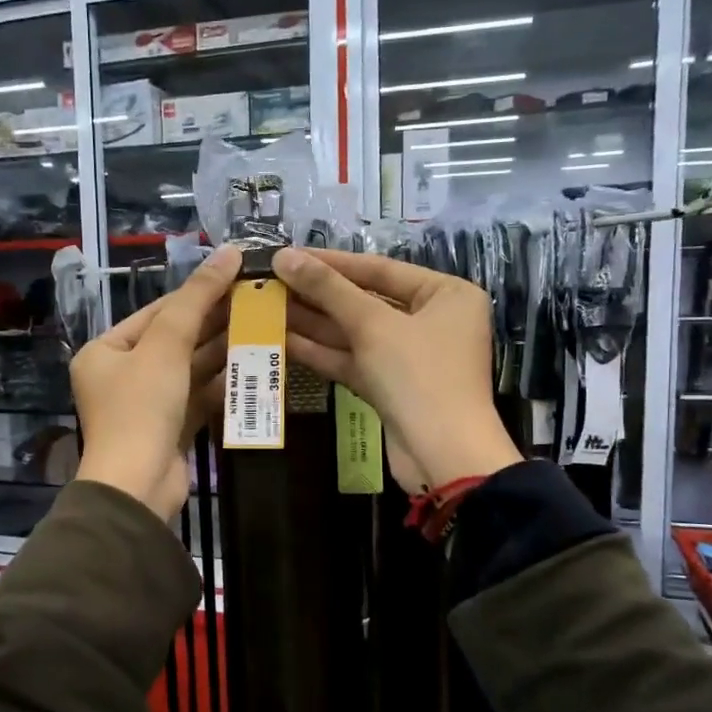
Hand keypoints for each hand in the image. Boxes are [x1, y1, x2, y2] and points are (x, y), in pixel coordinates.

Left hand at [71, 245, 241, 517]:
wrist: (138, 486)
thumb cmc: (142, 408)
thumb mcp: (166, 346)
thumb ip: (197, 299)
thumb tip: (228, 252)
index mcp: (106, 350)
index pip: (157, 312)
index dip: (197, 293)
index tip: (236, 275)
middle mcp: (122, 374)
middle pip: (175, 339)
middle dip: (214, 322)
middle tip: (256, 300)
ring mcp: (146, 404)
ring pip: (190, 368)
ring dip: (223, 350)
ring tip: (262, 326)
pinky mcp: (169, 428)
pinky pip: (197, 395)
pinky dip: (221, 382)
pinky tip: (253, 366)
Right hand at [275, 247, 520, 493]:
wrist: (442, 456)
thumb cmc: (419, 376)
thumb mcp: (373, 325)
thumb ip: (328, 289)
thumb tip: (284, 255)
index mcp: (445, 294)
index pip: (379, 268)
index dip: (330, 262)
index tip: (287, 254)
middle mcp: (431, 320)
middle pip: (365, 300)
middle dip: (317, 294)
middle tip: (270, 282)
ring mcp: (409, 356)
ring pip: (355, 333)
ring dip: (312, 322)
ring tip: (266, 307)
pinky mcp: (390, 386)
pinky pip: (353, 360)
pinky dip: (321, 352)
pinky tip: (282, 340)